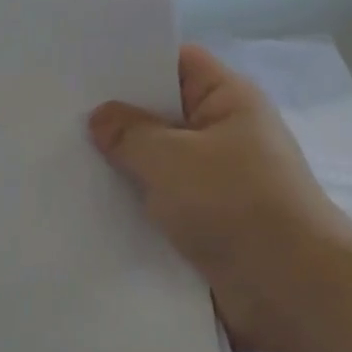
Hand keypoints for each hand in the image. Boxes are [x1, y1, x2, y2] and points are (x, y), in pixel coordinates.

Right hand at [89, 46, 351, 351]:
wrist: (293, 289)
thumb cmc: (236, 204)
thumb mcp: (172, 159)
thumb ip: (130, 134)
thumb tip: (100, 116)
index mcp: (228, 98)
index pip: (177, 62)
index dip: (133, 62)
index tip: (83, 69)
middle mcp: (225, 132)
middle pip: (164, 113)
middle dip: (118, 118)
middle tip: (58, 114)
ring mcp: (218, 179)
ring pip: (160, 162)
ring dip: (124, 168)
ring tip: (62, 159)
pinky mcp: (210, 221)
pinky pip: (165, 202)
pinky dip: (136, 205)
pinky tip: (89, 206)